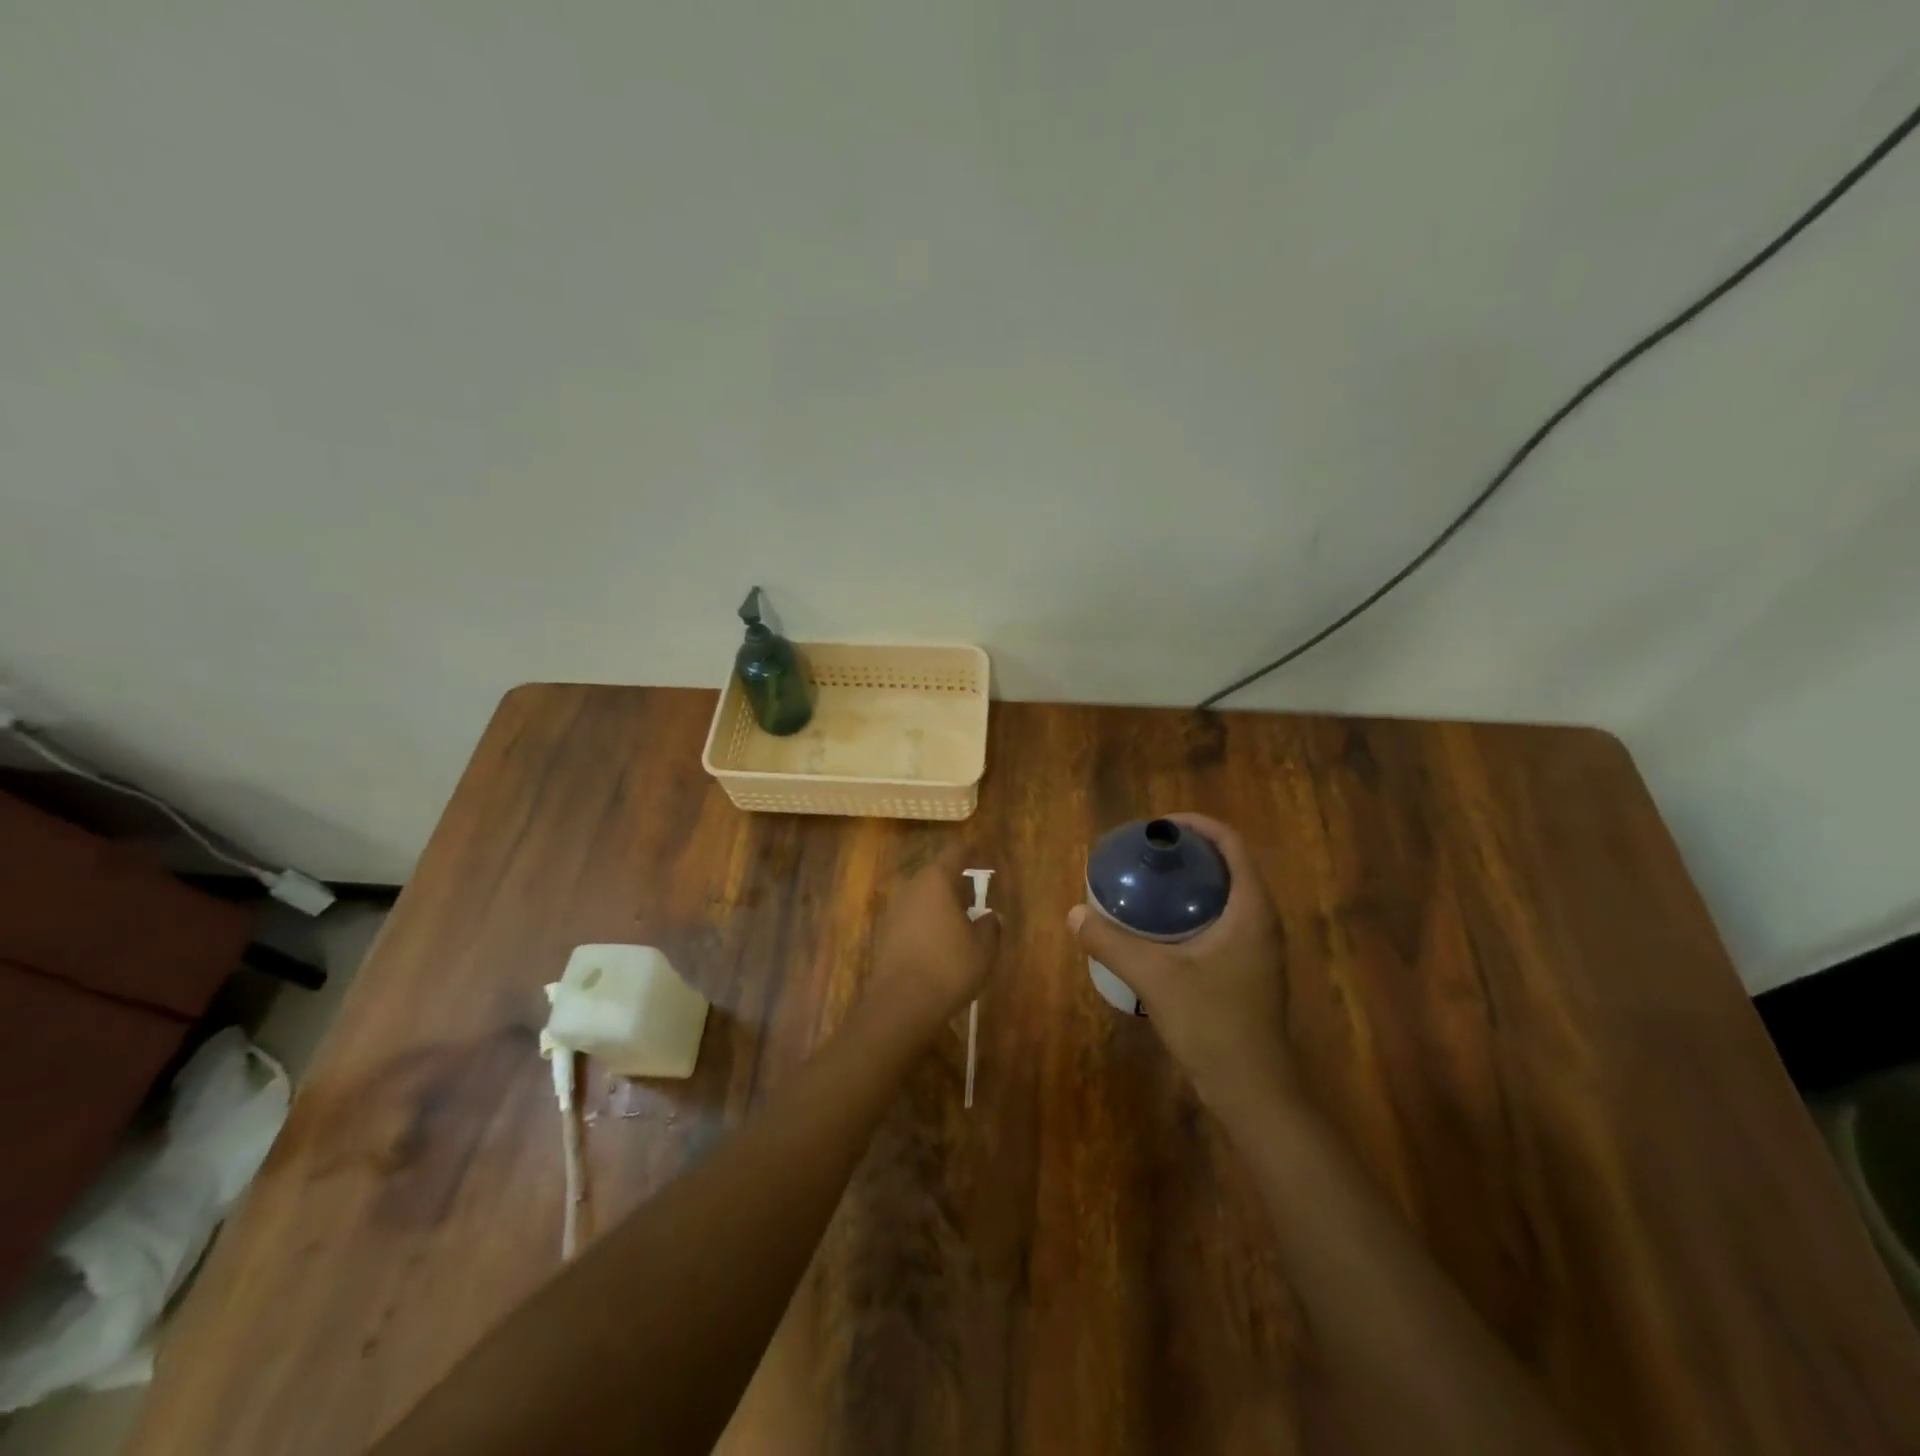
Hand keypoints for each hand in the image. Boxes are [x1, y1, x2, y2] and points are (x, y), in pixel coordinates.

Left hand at [869, 846, 1000, 1032]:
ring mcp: (895, 910)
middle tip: (976, 897)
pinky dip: (928, 923)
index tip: (984, 857)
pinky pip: (913, 917)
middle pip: (936, 874)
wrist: (901, 1003)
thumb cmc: (949, 967)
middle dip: (956, 882)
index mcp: (937, 880)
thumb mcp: (983, 948)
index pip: (955, 853)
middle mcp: (912, 887)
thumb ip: (990, 926)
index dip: (971, 852)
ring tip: (961, 923)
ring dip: (941, 904)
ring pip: (923, 897)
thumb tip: (991, 916)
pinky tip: (940, 943)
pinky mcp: (886, 933)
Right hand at [1068, 813, 1291, 1112]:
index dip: (1195, 825)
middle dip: (1187, 852)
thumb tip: (1074, 914)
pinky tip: (1157, 927)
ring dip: (1189, 882)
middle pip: (1227, 864)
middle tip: (1144, 854)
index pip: (1230, 843)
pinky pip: (1220, 920)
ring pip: (1224, 894)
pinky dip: (1191, 909)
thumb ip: (1112, 943)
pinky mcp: (1247, 968)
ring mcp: (1257, 947)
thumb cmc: (1213, 1024)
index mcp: (1251, 909)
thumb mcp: (1155, 978)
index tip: (1156, 827)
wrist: (1252, 1090)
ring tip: (1146, 883)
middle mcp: (1261, 920)